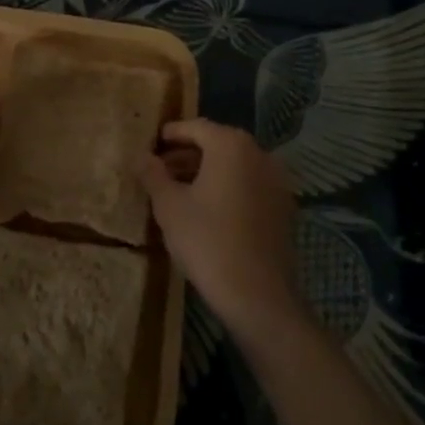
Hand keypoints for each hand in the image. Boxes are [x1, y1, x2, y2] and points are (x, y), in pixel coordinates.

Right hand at [140, 118, 305, 343]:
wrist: (259, 297)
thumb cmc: (208, 242)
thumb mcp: (169, 207)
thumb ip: (153, 175)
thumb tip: (141, 155)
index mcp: (231, 145)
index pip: (196, 127)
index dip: (171, 134)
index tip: (152, 144)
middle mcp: (259, 154)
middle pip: (217, 144)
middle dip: (187, 155)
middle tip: (161, 170)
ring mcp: (276, 181)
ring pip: (234, 166)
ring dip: (207, 172)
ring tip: (180, 191)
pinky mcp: (283, 208)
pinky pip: (249, 186)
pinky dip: (228, 189)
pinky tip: (209, 211)